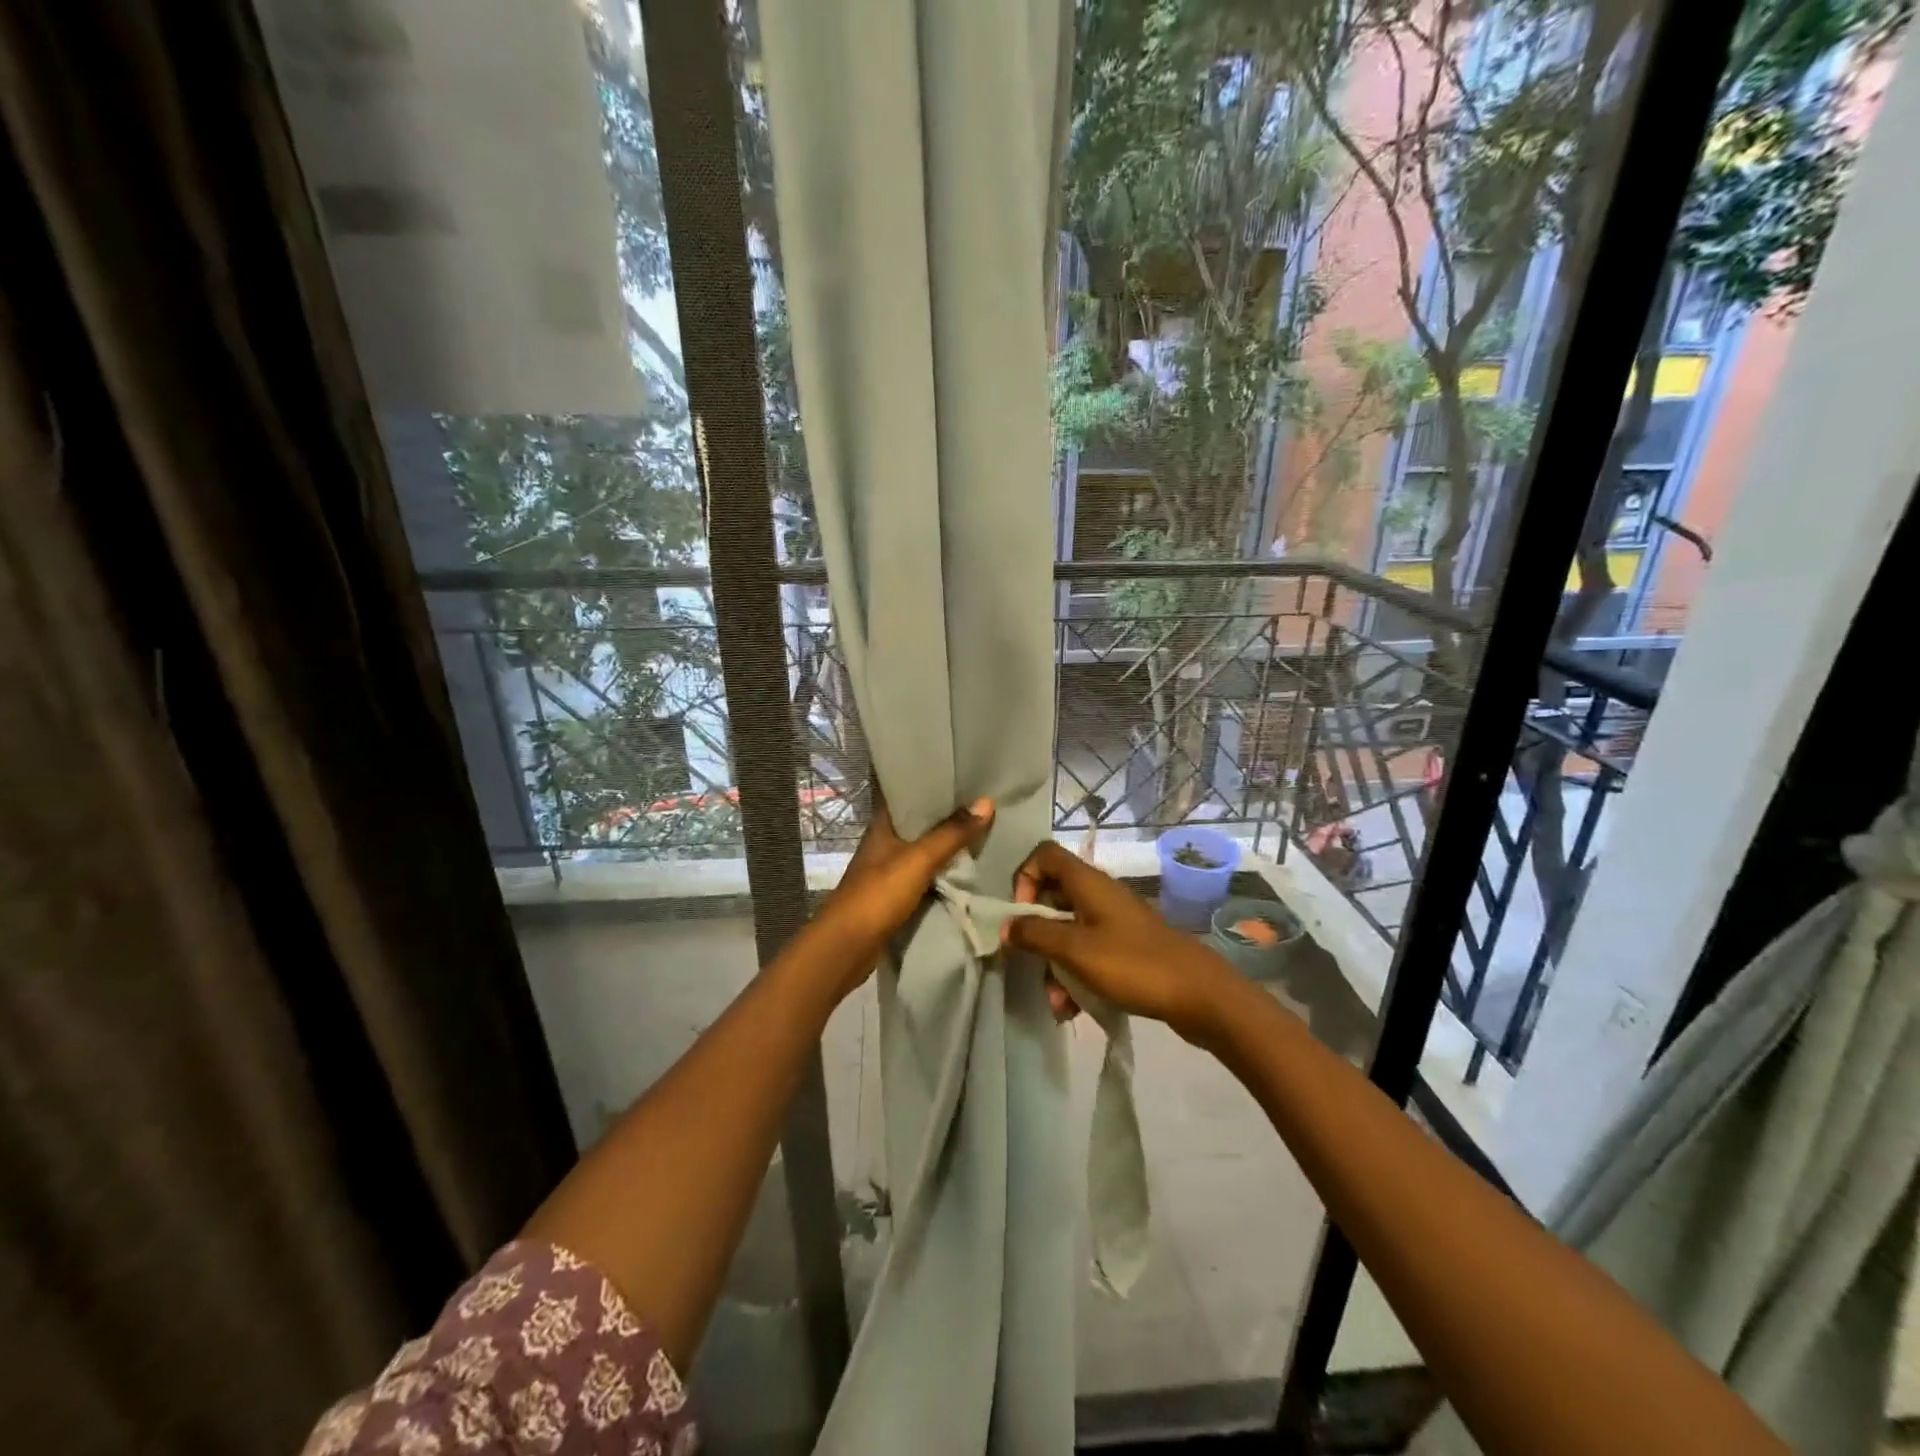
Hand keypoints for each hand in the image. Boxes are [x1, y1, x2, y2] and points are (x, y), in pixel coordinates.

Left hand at [802, 794, 994, 1000]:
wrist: (848, 946)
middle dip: (948, 815)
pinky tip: (966, 867)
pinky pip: (924, 874)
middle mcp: (884, 842)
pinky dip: (942, 870)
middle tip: (983, 802)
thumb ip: (951, 834)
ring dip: (947, 844)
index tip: (963, 775)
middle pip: (920, 822)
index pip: (907, 792)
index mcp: (882, 824)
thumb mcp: (919, 860)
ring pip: (923, 849)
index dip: (933, 783)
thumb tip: (987, 802)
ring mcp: (888, 868)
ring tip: (983, 830)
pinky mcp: (894, 893)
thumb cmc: (878, 895)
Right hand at [1003, 840, 1237, 1040]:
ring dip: (1055, 964)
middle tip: (1032, 965)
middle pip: (1052, 898)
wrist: (1199, 994)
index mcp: (1088, 882)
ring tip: (1057, 1003)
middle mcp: (1099, 894)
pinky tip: (1072, 1010)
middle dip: (1037, 935)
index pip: (1044, 856)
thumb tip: (1005, 926)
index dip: (1024, 879)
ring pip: (1069, 931)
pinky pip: (1088, 953)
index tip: (1021, 916)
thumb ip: (1035, 935)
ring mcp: (1114, 921)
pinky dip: (1076, 975)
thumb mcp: (1076, 950)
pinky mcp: (1126, 946)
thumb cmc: (1133, 964)